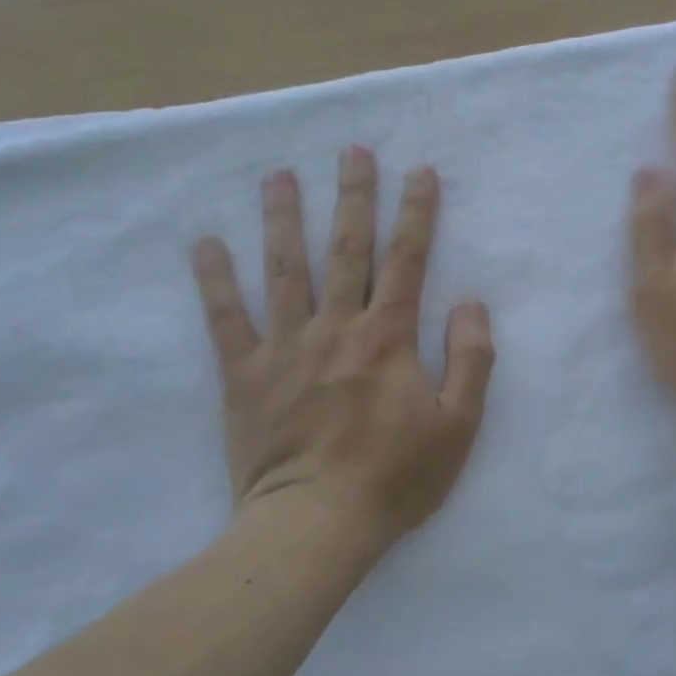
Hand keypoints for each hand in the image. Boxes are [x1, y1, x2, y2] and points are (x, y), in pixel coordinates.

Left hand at [189, 147, 493, 547]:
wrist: (315, 526)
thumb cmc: (395, 478)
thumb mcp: (458, 425)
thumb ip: (470, 359)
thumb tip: (469, 302)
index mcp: (388, 337)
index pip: (407, 260)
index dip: (416, 213)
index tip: (420, 171)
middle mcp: (335, 328)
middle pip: (345, 250)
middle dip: (353, 196)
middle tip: (351, 149)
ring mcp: (284, 348)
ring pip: (283, 270)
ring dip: (283, 219)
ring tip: (279, 176)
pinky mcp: (245, 376)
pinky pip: (225, 319)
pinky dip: (214, 280)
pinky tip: (205, 244)